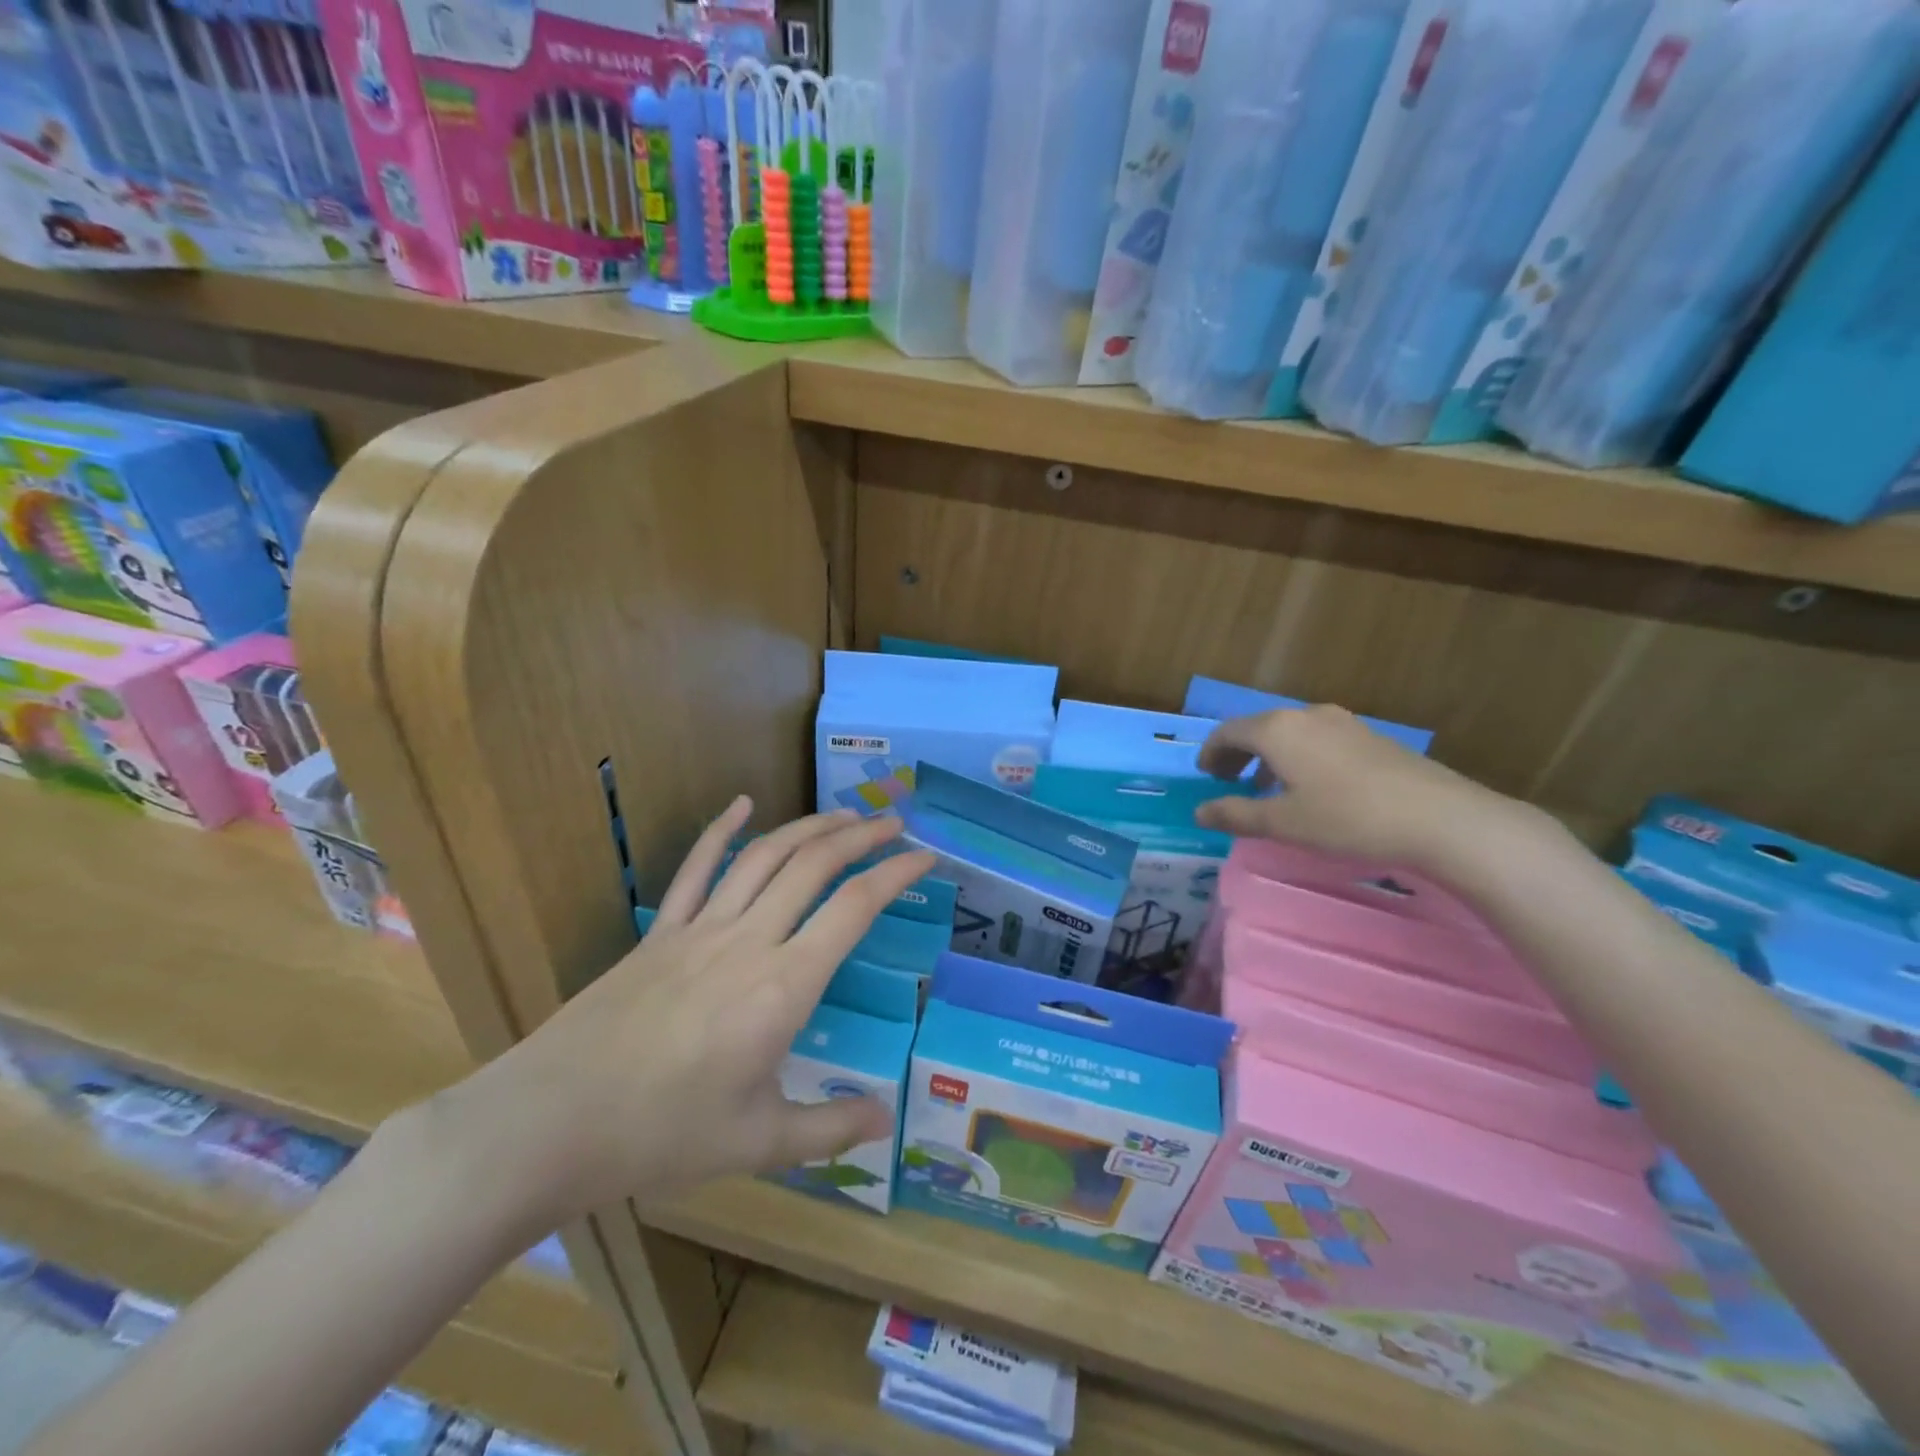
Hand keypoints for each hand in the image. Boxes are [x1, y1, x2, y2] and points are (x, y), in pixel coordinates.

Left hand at [437, 800, 936, 1231]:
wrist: (551, 1121)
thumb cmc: (662, 1134)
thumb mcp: (760, 1143)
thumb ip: (831, 1127)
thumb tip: (886, 1119)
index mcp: (784, 986)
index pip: (854, 909)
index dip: (896, 874)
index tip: (925, 858)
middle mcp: (750, 941)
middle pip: (815, 865)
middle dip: (861, 836)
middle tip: (894, 822)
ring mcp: (700, 929)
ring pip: (765, 856)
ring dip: (809, 827)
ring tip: (843, 815)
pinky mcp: (660, 932)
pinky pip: (696, 868)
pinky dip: (722, 830)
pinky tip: (743, 803)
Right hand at [1192, 705, 1528, 870]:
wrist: (1439, 818)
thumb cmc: (1347, 818)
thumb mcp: (1283, 823)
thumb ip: (1236, 815)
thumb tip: (1199, 812)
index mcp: (1277, 730)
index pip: (1228, 732)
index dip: (1211, 752)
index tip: (1205, 776)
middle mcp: (1306, 715)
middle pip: (1258, 727)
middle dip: (1238, 752)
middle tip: (1228, 780)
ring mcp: (1342, 722)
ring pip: (1290, 732)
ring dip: (1268, 755)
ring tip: (1267, 786)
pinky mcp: (1369, 736)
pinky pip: (1317, 738)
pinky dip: (1298, 755)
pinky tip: (1311, 786)